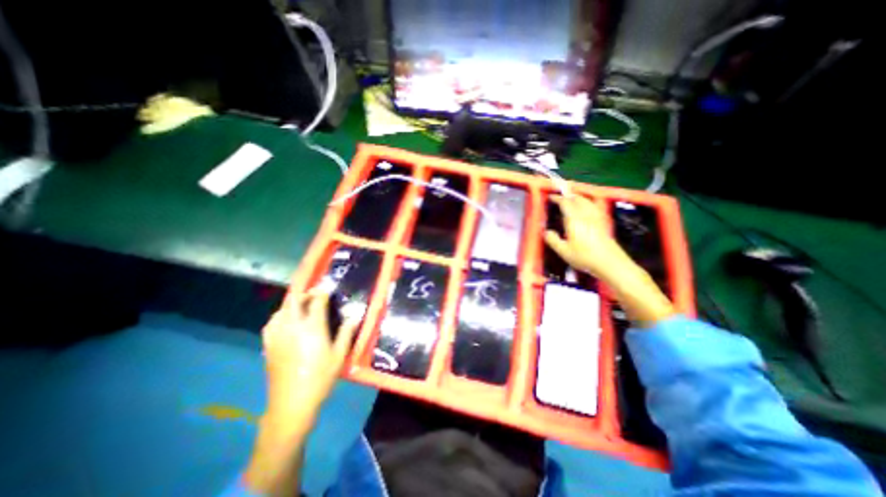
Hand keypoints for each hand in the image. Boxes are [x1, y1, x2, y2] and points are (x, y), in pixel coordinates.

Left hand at [260, 288, 356, 424]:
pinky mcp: (268, 345)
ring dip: (292, 304)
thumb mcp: (340, 355)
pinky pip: (272, 323)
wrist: (291, 403)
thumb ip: (346, 332)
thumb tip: (354, 315)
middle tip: (315, 295)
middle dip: (305, 293)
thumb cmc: (320, 377)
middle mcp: (293, 327)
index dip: (323, 292)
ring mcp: (278, 335)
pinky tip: (286, 322)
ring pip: (281, 310)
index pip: (317, 301)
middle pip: (295, 301)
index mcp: (312, 327)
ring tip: (302, 307)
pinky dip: (280, 316)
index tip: (328, 288)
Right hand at [544, 194, 632, 281]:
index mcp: (574, 219)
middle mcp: (585, 214)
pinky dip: (587, 202)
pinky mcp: (603, 221)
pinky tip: (586, 207)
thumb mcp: (563, 251)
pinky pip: (594, 206)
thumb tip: (546, 231)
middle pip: (577, 198)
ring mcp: (596, 217)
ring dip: (577, 197)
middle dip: (567, 196)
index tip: (551, 197)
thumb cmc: (584, 257)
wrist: (610, 262)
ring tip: (571, 199)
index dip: (557, 198)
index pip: (565, 203)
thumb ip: (553, 240)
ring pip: (586, 200)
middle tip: (559, 198)